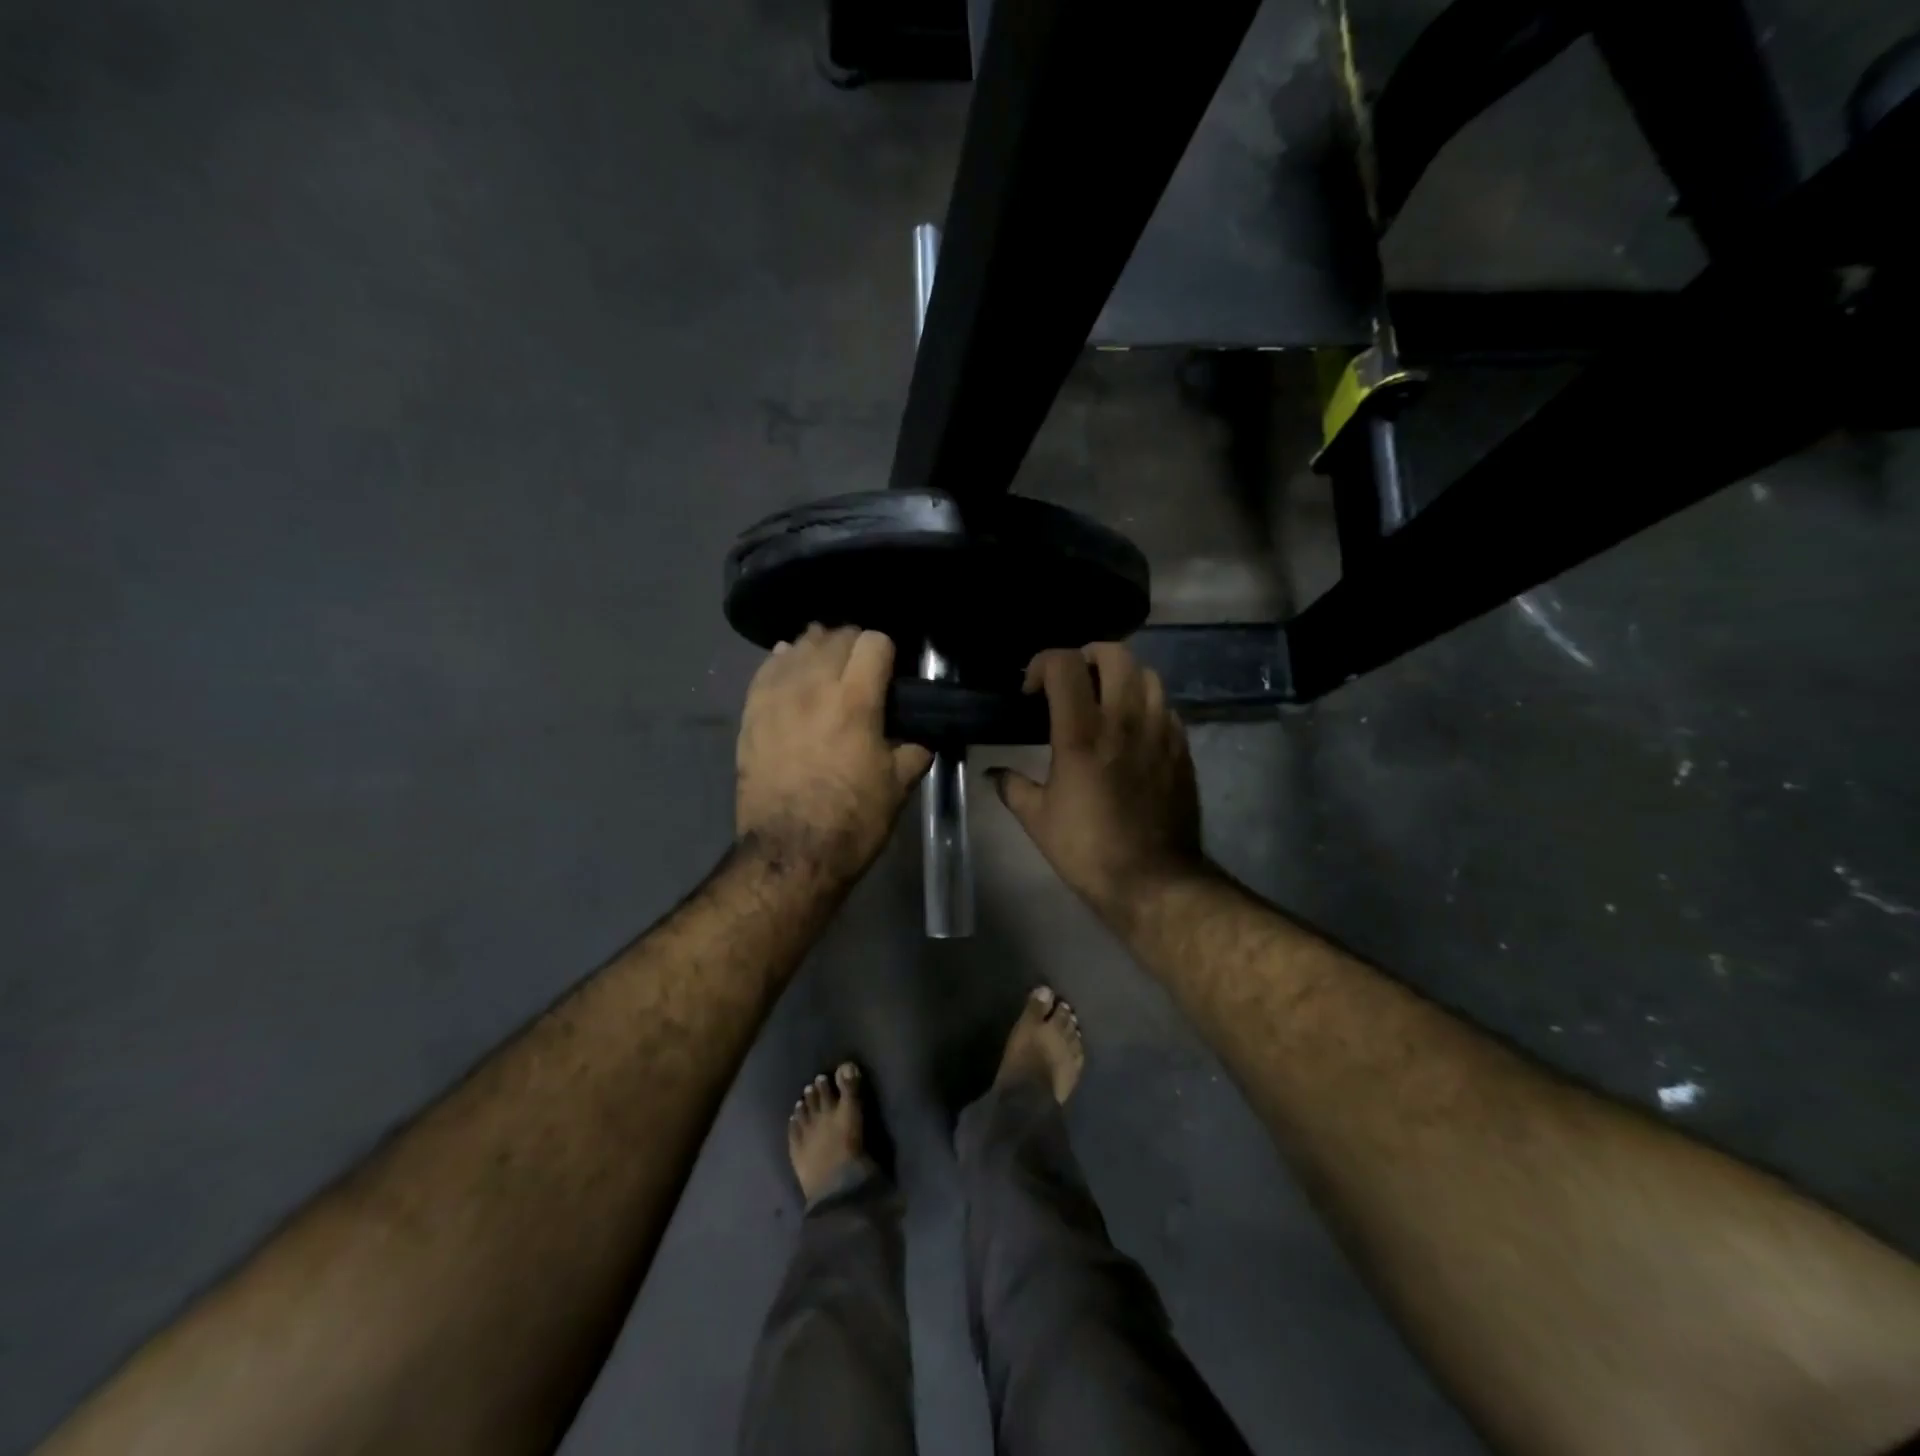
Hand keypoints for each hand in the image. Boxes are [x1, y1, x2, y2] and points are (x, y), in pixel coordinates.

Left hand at [736, 626, 932, 882]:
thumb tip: (920, 738)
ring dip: (818, 648)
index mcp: (855, 700)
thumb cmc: (852, 820)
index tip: (891, 669)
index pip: (873, 642)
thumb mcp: (898, 787)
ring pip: (798, 647)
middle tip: (862, 667)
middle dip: (853, 644)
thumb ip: (913, 751)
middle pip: (834, 637)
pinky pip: (766, 669)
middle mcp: (813, 686)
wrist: (790, 853)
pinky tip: (790, 666)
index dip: (887, 650)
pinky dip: (783, 662)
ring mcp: (776, 698)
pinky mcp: (751, 714)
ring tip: (827, 663)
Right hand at [989, 643, 1206, 915]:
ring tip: (1105, 700)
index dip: (1042, 663)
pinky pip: (1166, 706)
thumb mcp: (1038, 819)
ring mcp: (1160, 730)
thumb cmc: (1088, 849)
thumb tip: (993, 774)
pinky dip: (1146, 705)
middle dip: (1086, 657)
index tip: (1032, 690)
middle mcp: (1125, 719)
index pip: (1064, 664)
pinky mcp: (1182, 748)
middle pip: (1114, 653)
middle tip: (1071, 682)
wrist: (1154, 880)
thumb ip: (1012, 787)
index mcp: (1082, 733)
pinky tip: (1132, 730)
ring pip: (1147, 674)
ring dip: (1122, 677)